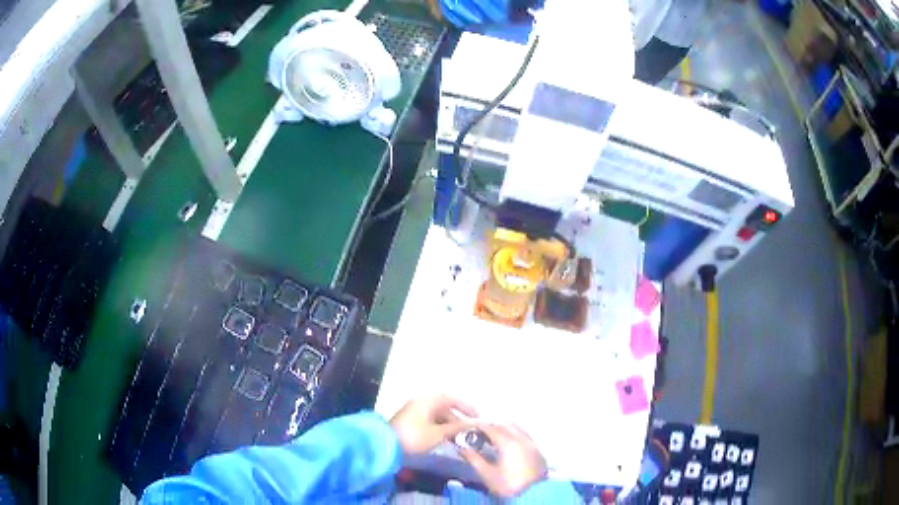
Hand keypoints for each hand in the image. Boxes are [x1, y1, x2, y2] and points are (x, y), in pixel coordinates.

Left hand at [389, 395, 476, 454]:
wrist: (386, 444)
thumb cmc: (415, 436)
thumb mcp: (438, 433)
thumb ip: (456, 428)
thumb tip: (473, 424)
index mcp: (428, 401)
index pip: (452, 399)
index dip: (466, 407)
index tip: (477, 417)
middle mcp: (421, 402)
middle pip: (444, 408)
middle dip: (457, 419)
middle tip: (468, 431)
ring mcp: (414, 411)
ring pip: (437, 416)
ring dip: (448, 425)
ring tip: (458, 437)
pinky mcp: (409, 421)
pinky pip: (429, 421)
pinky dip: (439, 428)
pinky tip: (445, 438)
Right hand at [459, 424, 546, 497]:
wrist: (532, 494)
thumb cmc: (507, 484)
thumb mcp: (487, 474)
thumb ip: (474, 459)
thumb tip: (462, 449)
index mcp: (508, 443)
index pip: (492, 429)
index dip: (480, 427)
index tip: (471, 428)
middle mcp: (522, 439)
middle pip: (506, 425)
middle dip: (493, 426)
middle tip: (482, 433)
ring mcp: (532, 444)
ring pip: (518, 429)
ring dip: (506, 429)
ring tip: (495, 439)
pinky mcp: (538, 451)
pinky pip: (525, 436)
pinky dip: (515, 435)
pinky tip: (510, 445)